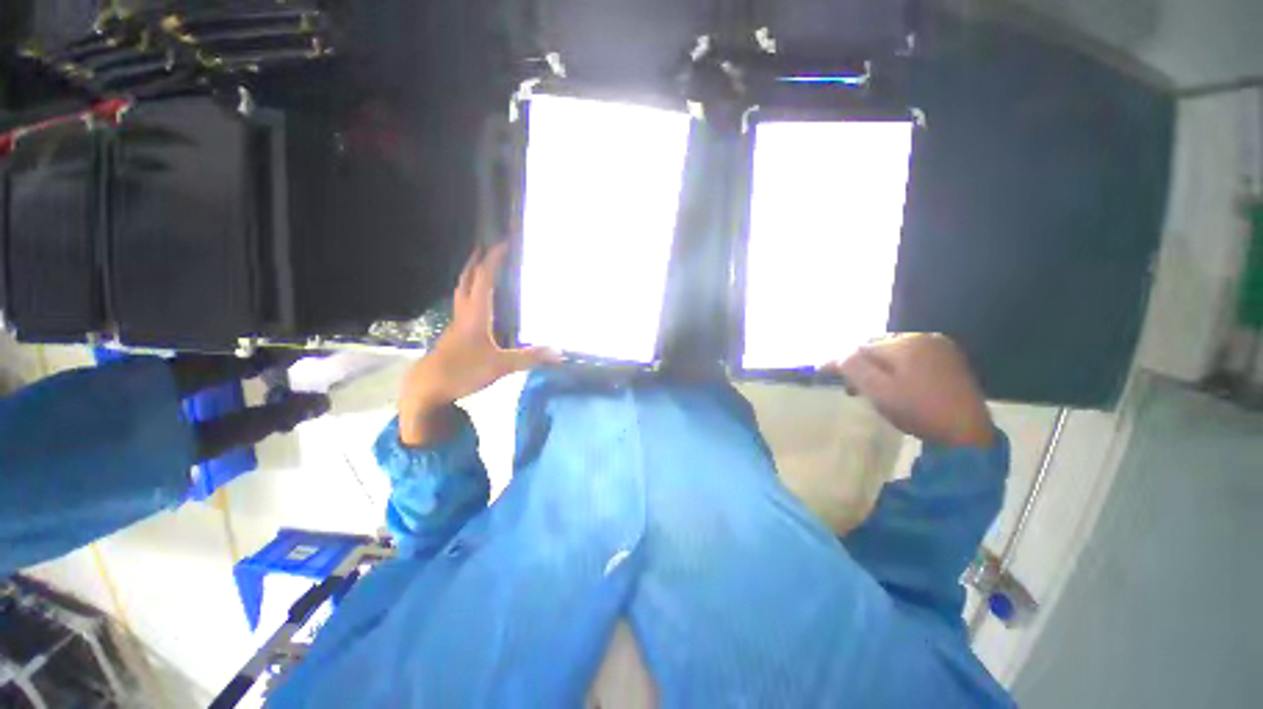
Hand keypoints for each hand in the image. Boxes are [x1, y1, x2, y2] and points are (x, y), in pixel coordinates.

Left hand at [398, 243, 557, 446]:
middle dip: (477, 260)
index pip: (484, 278)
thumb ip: (530, 358)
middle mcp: (464, 313)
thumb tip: (560, 353)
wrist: (428, 387)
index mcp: (476, 314)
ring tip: (480, 266)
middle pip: (468, 279)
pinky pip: (462, 303)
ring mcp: (456, 323)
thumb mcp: (501, 365)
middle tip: (487, 246)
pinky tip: (477, 301)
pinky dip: (470, 292)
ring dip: (471, 274)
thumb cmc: (463, 371)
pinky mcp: (454, 333)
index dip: (494, 259)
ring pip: (461, 290)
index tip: (504, 243)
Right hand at [824, 334, 994, 447]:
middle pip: (877, 348)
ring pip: (894, 352)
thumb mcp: (878, 391)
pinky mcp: (949, 360)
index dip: (841, 361)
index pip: (861, 347)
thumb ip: (853, 368)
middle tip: (851, 389)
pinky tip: (896, 385)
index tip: (824, 373)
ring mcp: (939, 347)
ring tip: (872, 389)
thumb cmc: (918, 411)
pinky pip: (912, 357)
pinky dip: (898, 368)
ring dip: (878, 367)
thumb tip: (835, 355)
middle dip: (861, 365)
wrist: (968, 434)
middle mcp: (922, 337)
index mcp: (905, 343)